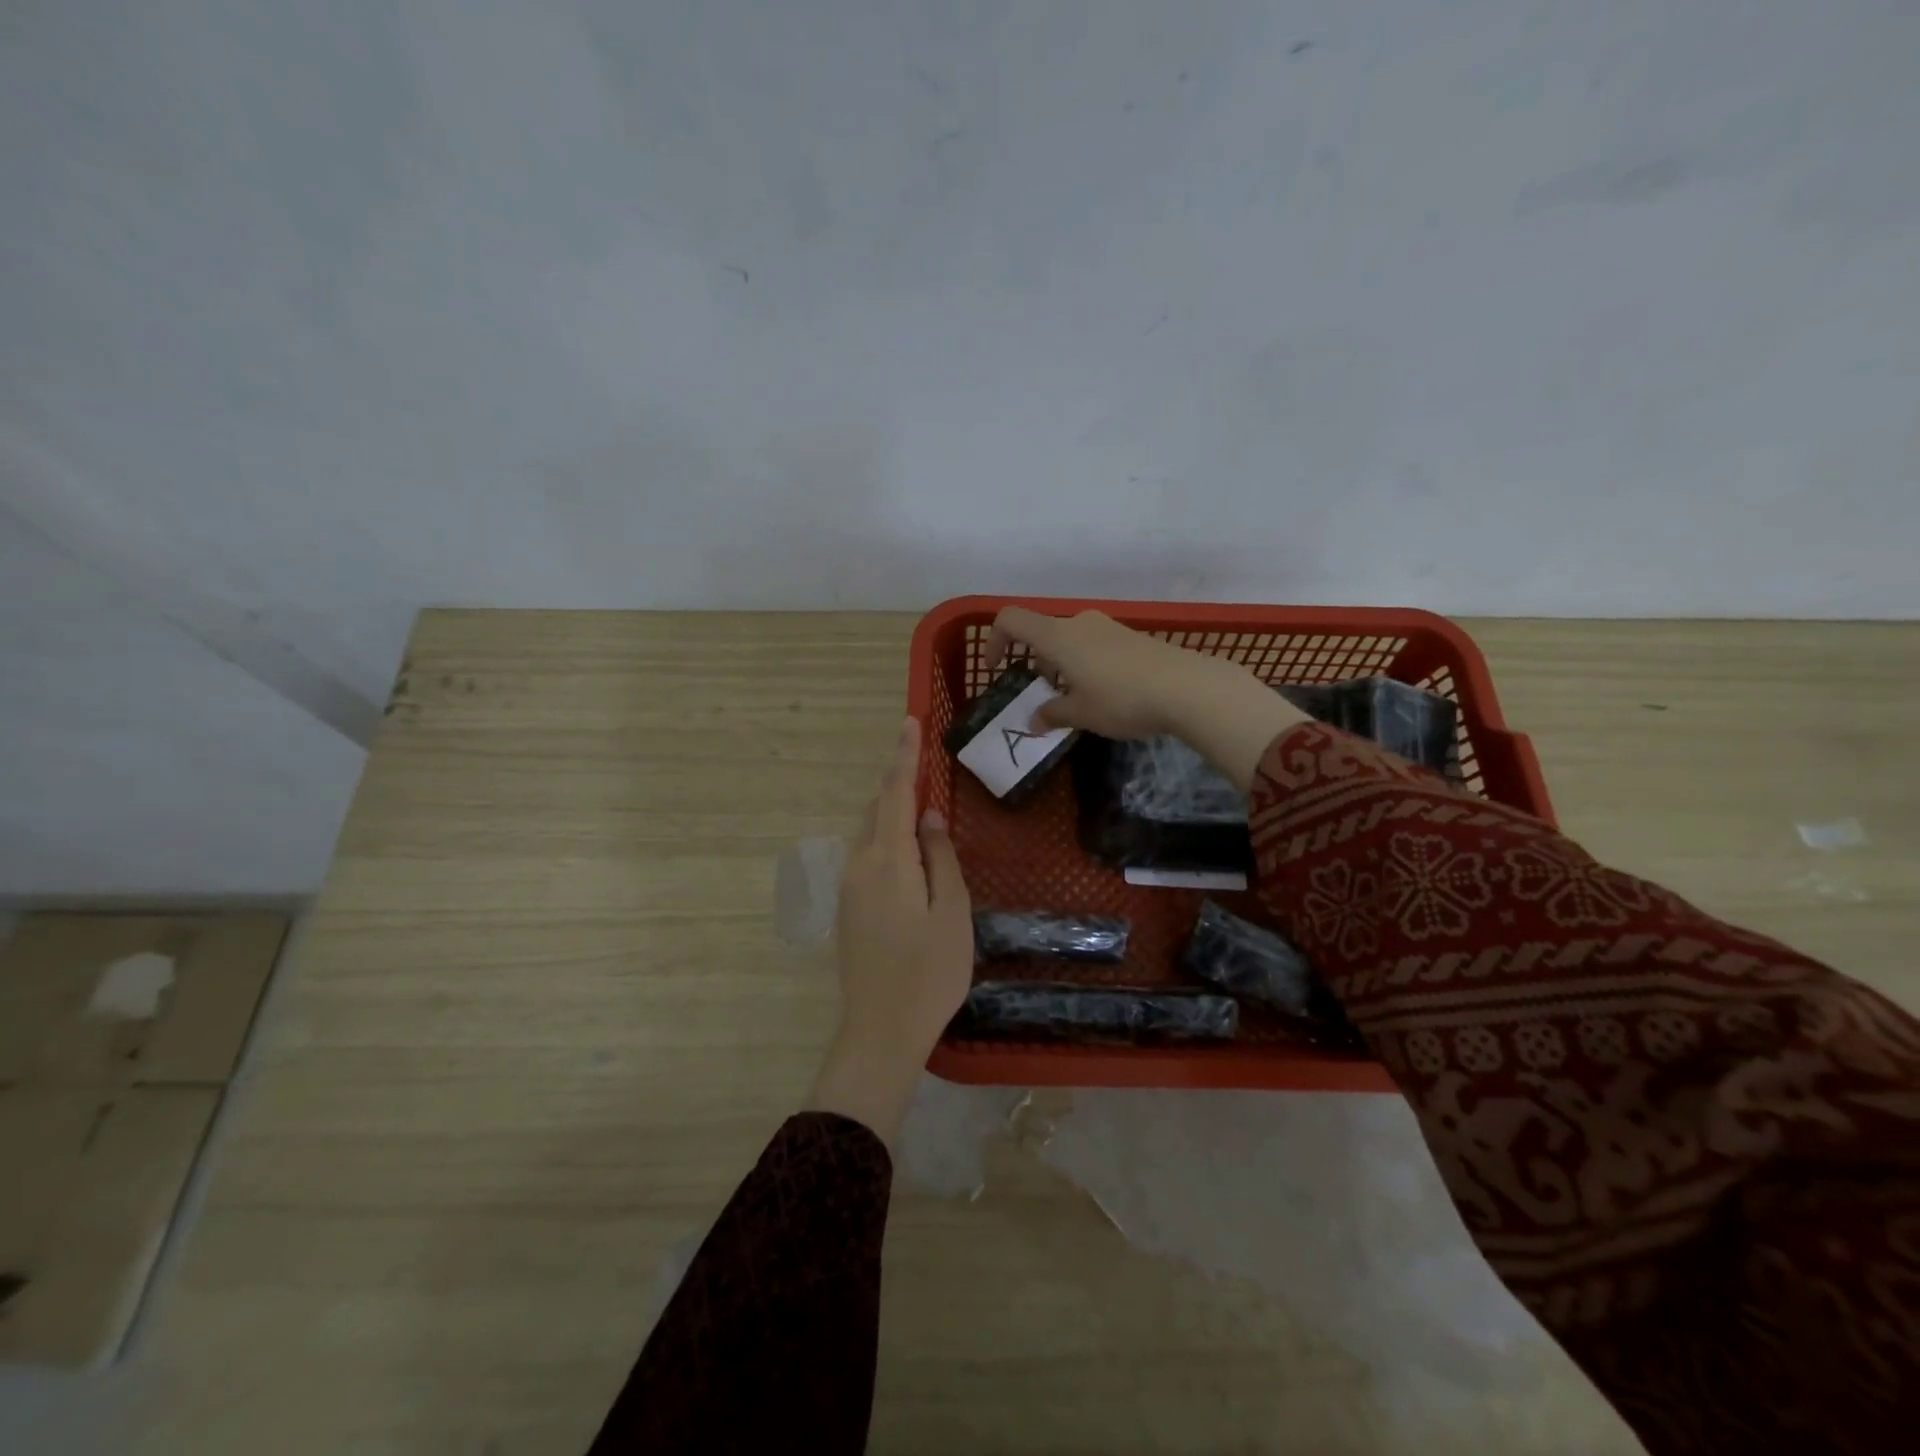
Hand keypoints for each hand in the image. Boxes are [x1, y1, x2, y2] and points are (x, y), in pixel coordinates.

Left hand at [806, 717, 972, 1146]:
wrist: (880, 1031)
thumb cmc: (929, 973)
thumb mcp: (952, 912)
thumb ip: (940, 858)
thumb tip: (930, 816)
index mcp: (888, 861)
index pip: (895, 794)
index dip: (904, 757)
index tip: (910, 722)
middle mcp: (859, 865)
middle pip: (878, 810)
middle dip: (899, 783)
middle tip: (926, 764)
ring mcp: (849, 887)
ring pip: (871, 833)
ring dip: (893, 813)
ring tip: (923, 807)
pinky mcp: (848, 907)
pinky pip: (868, 856)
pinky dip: (888, 840)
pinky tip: (910, 853)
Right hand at [987, 607, 1307, 790]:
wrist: (1188, 688)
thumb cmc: (1122, 699)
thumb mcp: (1081, 714)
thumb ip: (1052, 714)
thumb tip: (1033, 721)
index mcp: (1057, 637)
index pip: (1011, 620)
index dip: (994, 640)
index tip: (997, 669)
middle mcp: (1079, 623)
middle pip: (1042, 634)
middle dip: (1036, 664)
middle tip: (1046, 697)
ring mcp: (1107, 627)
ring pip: (1069, 641)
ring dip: (1062, 667)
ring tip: (1077, 701)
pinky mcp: (1130, 637)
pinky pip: (1094, 646)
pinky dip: (1085, 665)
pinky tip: (1106, 694)